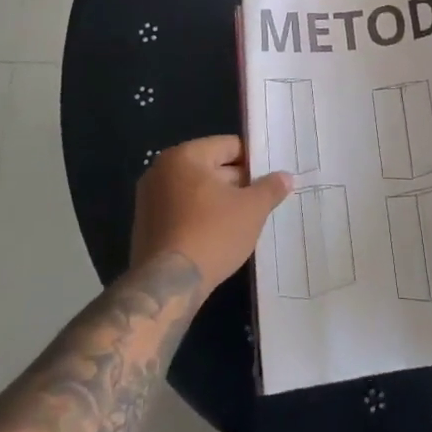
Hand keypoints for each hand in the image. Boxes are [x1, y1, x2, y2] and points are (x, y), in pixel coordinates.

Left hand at [130, 136, 291, 293]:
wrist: (168, 285)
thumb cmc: (212, 234)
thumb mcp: (252, 209)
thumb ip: (271, 188)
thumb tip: (285, 176)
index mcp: (185, 156)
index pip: (229, 146)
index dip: (254, 161)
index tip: (270, 179)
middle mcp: (162, 170)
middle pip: (211, 167)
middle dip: (237, 183)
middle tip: (261, 200)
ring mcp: (149, 198)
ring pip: (196, 190)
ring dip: (219, 201)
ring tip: (244, 220)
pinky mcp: (146, 225)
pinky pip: (181, 210)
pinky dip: (200, 217)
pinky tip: (219, 235)